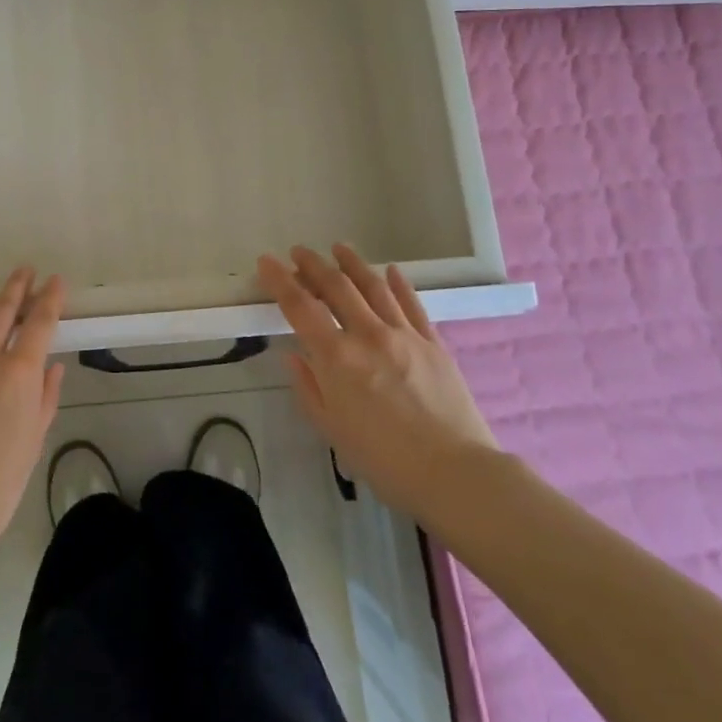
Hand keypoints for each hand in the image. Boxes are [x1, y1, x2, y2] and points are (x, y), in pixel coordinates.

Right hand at [260, 244, 497, 520]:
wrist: (455, 473)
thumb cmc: (384, 460)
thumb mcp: (332, 429)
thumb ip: (308, 387)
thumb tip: (293, 355)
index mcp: (336, 357)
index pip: (300, 307)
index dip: (279, 280)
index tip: (266, 261)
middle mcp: (367, 335)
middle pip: (336, 286)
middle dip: (313, 264)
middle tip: (299, 251)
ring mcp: (403, 334)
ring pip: (373, 286)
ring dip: (353, 263)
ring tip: (339, 248)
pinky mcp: (433, 342)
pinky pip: (412, 304)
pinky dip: (398, 283)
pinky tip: (391, 271)